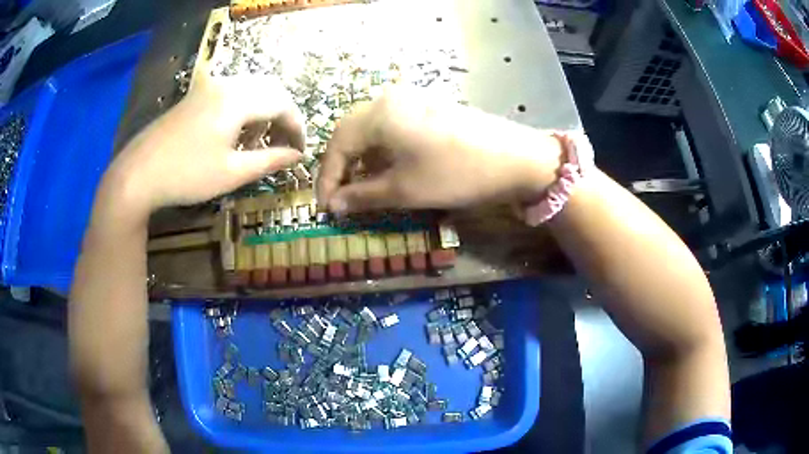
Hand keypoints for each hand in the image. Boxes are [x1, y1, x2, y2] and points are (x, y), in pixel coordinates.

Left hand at [106, 75, 304, 210]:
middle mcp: (226, 84)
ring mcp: (208, 87)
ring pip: (250, 89)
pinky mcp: (196, 95)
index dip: (297, 127)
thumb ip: (269, 160)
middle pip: (269, 89)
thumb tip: (297, 156)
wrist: (137, 174)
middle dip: (282, 116)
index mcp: (237, 99)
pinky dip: (243, 110)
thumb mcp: (232, 173)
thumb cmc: (186, 176)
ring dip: (262, 112)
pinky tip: (234, 135)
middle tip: (282, 145)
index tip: (301, 151)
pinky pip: (231, 93)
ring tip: (256, 144)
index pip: (282, 103)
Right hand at [316, 87, 563, 213]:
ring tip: (361, 190)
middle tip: (339, 198)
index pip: (337, 145)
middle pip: (351, 134)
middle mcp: (389, 99)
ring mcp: (411, 101)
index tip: (324, 207)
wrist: (514, 158)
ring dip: (362, 161)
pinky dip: (383, 152)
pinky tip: (387, 171)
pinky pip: (392, 128)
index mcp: (378, 114)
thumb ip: (363, 196)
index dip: (327, 179)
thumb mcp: (405, 190)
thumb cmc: (455, 173)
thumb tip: (333, 205)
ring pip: (372, 131)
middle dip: (342, 168)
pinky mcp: (428, 109)